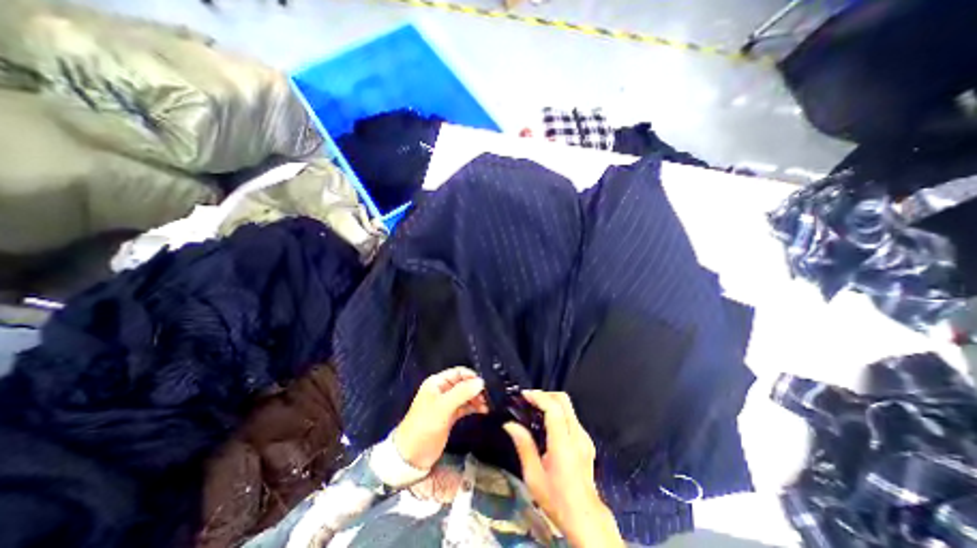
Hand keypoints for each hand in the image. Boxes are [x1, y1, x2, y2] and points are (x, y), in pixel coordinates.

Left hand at [392, 365, 487, 468]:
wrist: (411, 455)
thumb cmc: (425, 425)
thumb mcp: (443, 407)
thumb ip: (462, 393)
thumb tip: (481, 381)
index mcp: (437, 383)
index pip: (458, 373)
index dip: (471, 377)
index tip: (484, 385)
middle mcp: (442, 390)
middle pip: (463, 383)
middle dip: (475, 389)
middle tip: (487, 397)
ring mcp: (446, 403)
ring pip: (465, 395)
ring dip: (476, 398)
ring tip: (486, 405)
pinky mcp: (450, 416)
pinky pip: (465, 406)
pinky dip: (473, 407)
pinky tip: (483, 410)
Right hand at [503, 391, 625, 545]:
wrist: (585, 518)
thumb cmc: (557, 500)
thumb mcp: (533, 477)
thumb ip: (523, 446)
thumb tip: (510, 425)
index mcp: (563, 445)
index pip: (554, 408)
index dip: (539, 397)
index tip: (524, 395)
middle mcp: (577, 436)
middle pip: (564, 400)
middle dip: (545, 394)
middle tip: (529, 399)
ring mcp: (584, 437)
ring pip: (569, 407)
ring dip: (551, 402)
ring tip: (535, 409)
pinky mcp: (586, 441)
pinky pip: (571, 417)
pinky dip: (558, 412)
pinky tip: (547, 424)